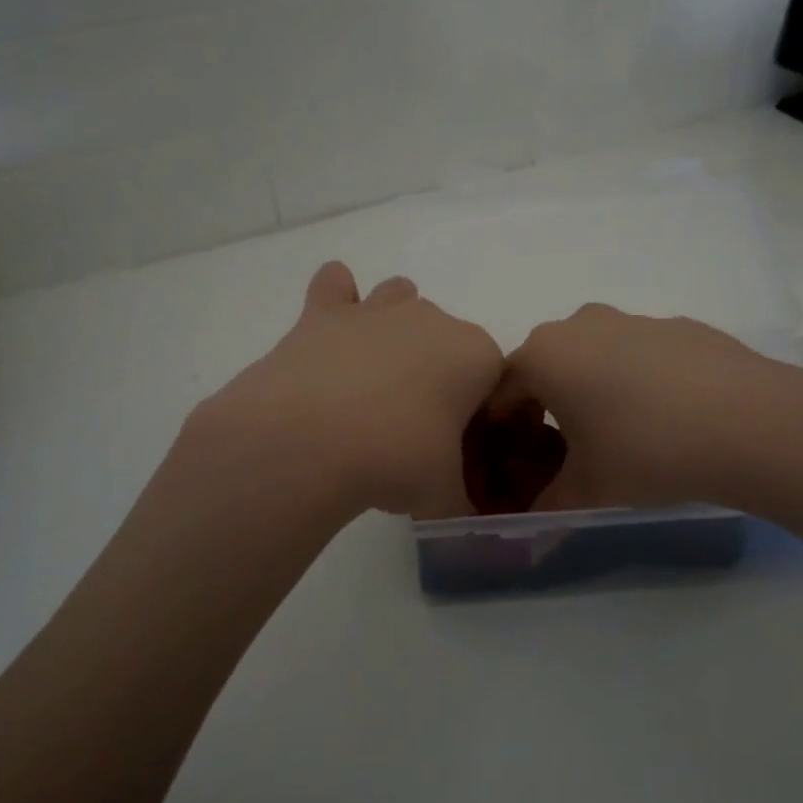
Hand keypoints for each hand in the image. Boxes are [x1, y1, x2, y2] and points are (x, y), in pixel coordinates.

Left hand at [182, 262, 503, 519]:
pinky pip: (335, 285)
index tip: (456, 447)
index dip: (477, 412)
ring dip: (394, 326)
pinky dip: (336, 298)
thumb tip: (462, 517)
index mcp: (476, 355)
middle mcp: (432, 319)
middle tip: (411, 425)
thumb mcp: (444, 494)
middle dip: (436, 371)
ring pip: (399, 297)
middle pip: (446, 338)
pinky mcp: (324, 312)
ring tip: (374, 376)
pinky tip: (330, 331)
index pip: (493, 377)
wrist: (308, 442)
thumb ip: (462, 499)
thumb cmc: (395, 461)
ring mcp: (376, 310)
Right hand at [489, 304, 802, 512]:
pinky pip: (639, 354)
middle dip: (547, 407)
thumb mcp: (587, 492)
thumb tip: (531, 525)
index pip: (501, 392)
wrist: (751, 423)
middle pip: (546, 368)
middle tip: (568, 453)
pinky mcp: (678, 325)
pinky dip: (638, 380)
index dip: (501, 431)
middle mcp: (580, 324)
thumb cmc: (646, 452)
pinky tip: (669, 418)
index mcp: (544, 355)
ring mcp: (633, 319)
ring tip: (623, 437)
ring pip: (594, 357)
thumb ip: (547, 507)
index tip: (515, 464)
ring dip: (594, 391)